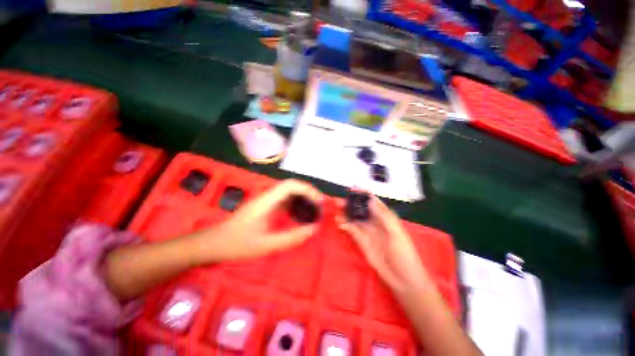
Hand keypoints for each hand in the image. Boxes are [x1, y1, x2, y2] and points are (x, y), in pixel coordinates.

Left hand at [197, 179, 323, 262]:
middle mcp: (267, 197)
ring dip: (302, 197)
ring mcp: (265, 201)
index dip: (307, 189)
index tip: (319, 201)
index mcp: (266, 201)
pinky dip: (295, 203)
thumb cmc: (236, 244)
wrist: (213, 244)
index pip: (290, 185)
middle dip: (308, 192)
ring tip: (313, 209)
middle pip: (291, 185)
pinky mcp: (264, 206)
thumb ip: (291, 237)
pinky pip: (283, 200)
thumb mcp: (266, 245)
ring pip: (288, 191)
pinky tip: (299, 214)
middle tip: (319, 206)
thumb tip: (313, 229)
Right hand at [336, 192, 430, 294]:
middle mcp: (374, 221)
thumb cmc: (403, 252)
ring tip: (336, 211)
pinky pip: (351, 230)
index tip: (351, 189)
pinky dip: (345, 225)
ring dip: (345, 214)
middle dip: (350, 203)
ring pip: (354, 218)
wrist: (402, 277)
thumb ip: (383, 215)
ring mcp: (367, 231)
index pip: (372, 201)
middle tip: (338, 201)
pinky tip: (339, 223)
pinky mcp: (361, 241)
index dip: (362, 194)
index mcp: (384, 216)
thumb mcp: (396, 231)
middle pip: (360, 208)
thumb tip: (369, 199)